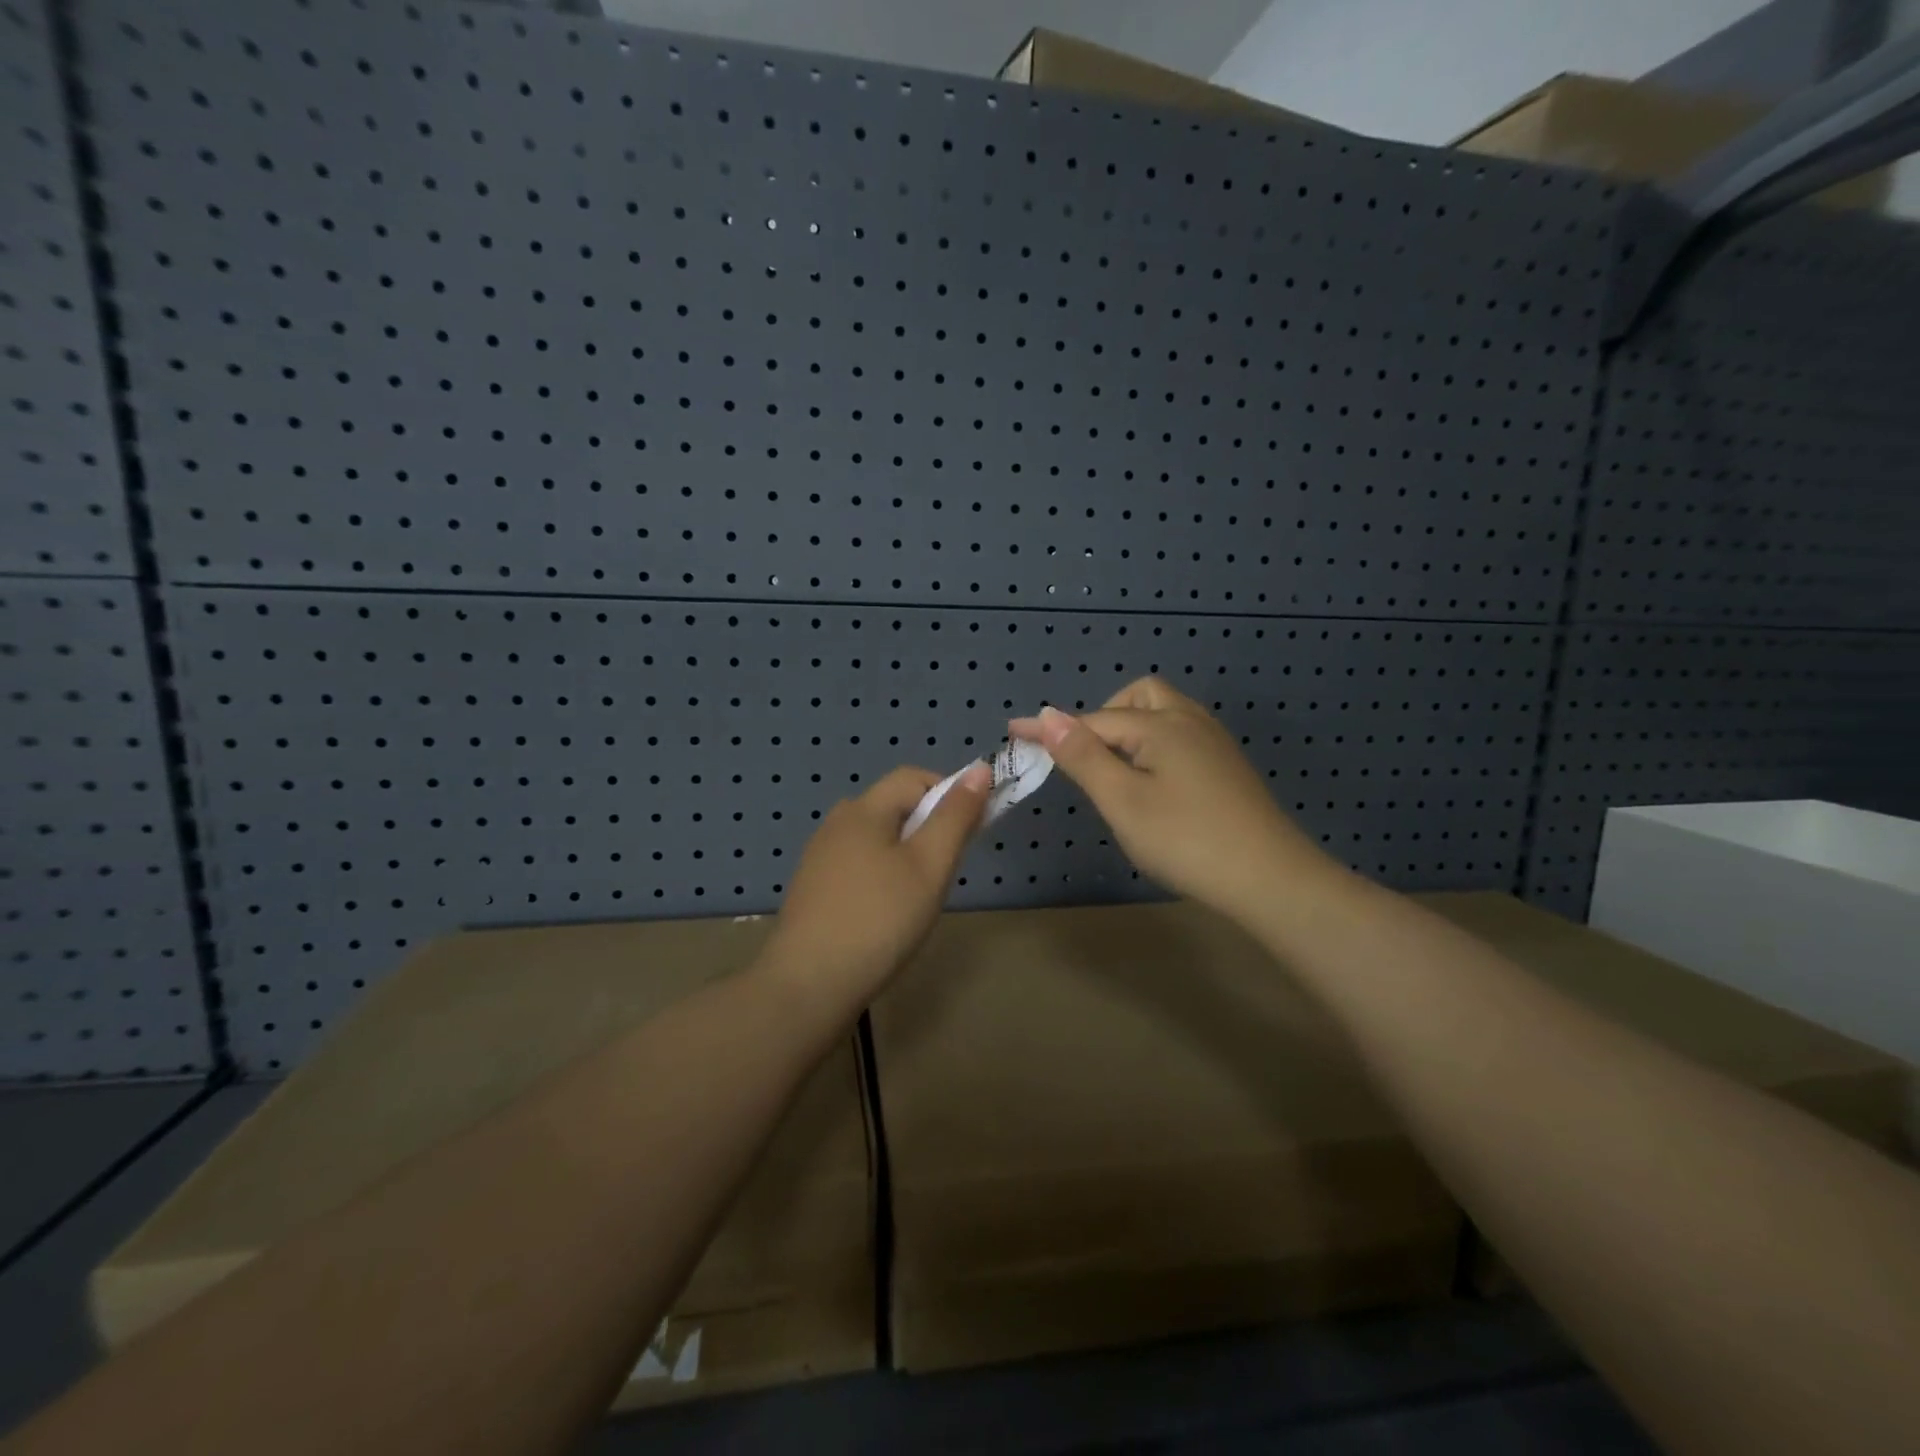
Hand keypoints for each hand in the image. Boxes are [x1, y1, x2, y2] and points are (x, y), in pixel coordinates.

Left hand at [762, 763, 990, 1002]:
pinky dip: (881, 875)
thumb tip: (979, 769)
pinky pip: (858, 864)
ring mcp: (820, 857)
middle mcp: (836, 823)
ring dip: (906, 853)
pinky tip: (885, 914)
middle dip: (928, 826)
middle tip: (945, 870)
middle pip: (893, 806)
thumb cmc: (879, 919)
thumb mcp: (929, 866)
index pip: (913, 777)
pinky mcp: (813, 888)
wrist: (809, 985)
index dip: (949, 793)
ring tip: (919, 896)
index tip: (970, 832)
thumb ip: (955, 816)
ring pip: (876, 838)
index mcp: (863, 810)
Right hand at [1011, 679, 1337, 923]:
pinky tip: (1152, 781)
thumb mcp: (1123, 800)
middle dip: (1104, 717)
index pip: (1093, 720)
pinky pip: (1180, 736)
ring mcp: (1214, 743)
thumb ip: (1084, 756)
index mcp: (1161, 726)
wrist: (1269, 877)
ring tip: (1114, 769)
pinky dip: (1154, 745)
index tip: (1014, 732)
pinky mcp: (1226, 767)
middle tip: (1084, 757)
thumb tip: (1048, 716)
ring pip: (1164, 715)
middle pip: (1139, 698)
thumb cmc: (1186, 839)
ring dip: (1130, 729)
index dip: (1052, 728)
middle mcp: (1189, 722)